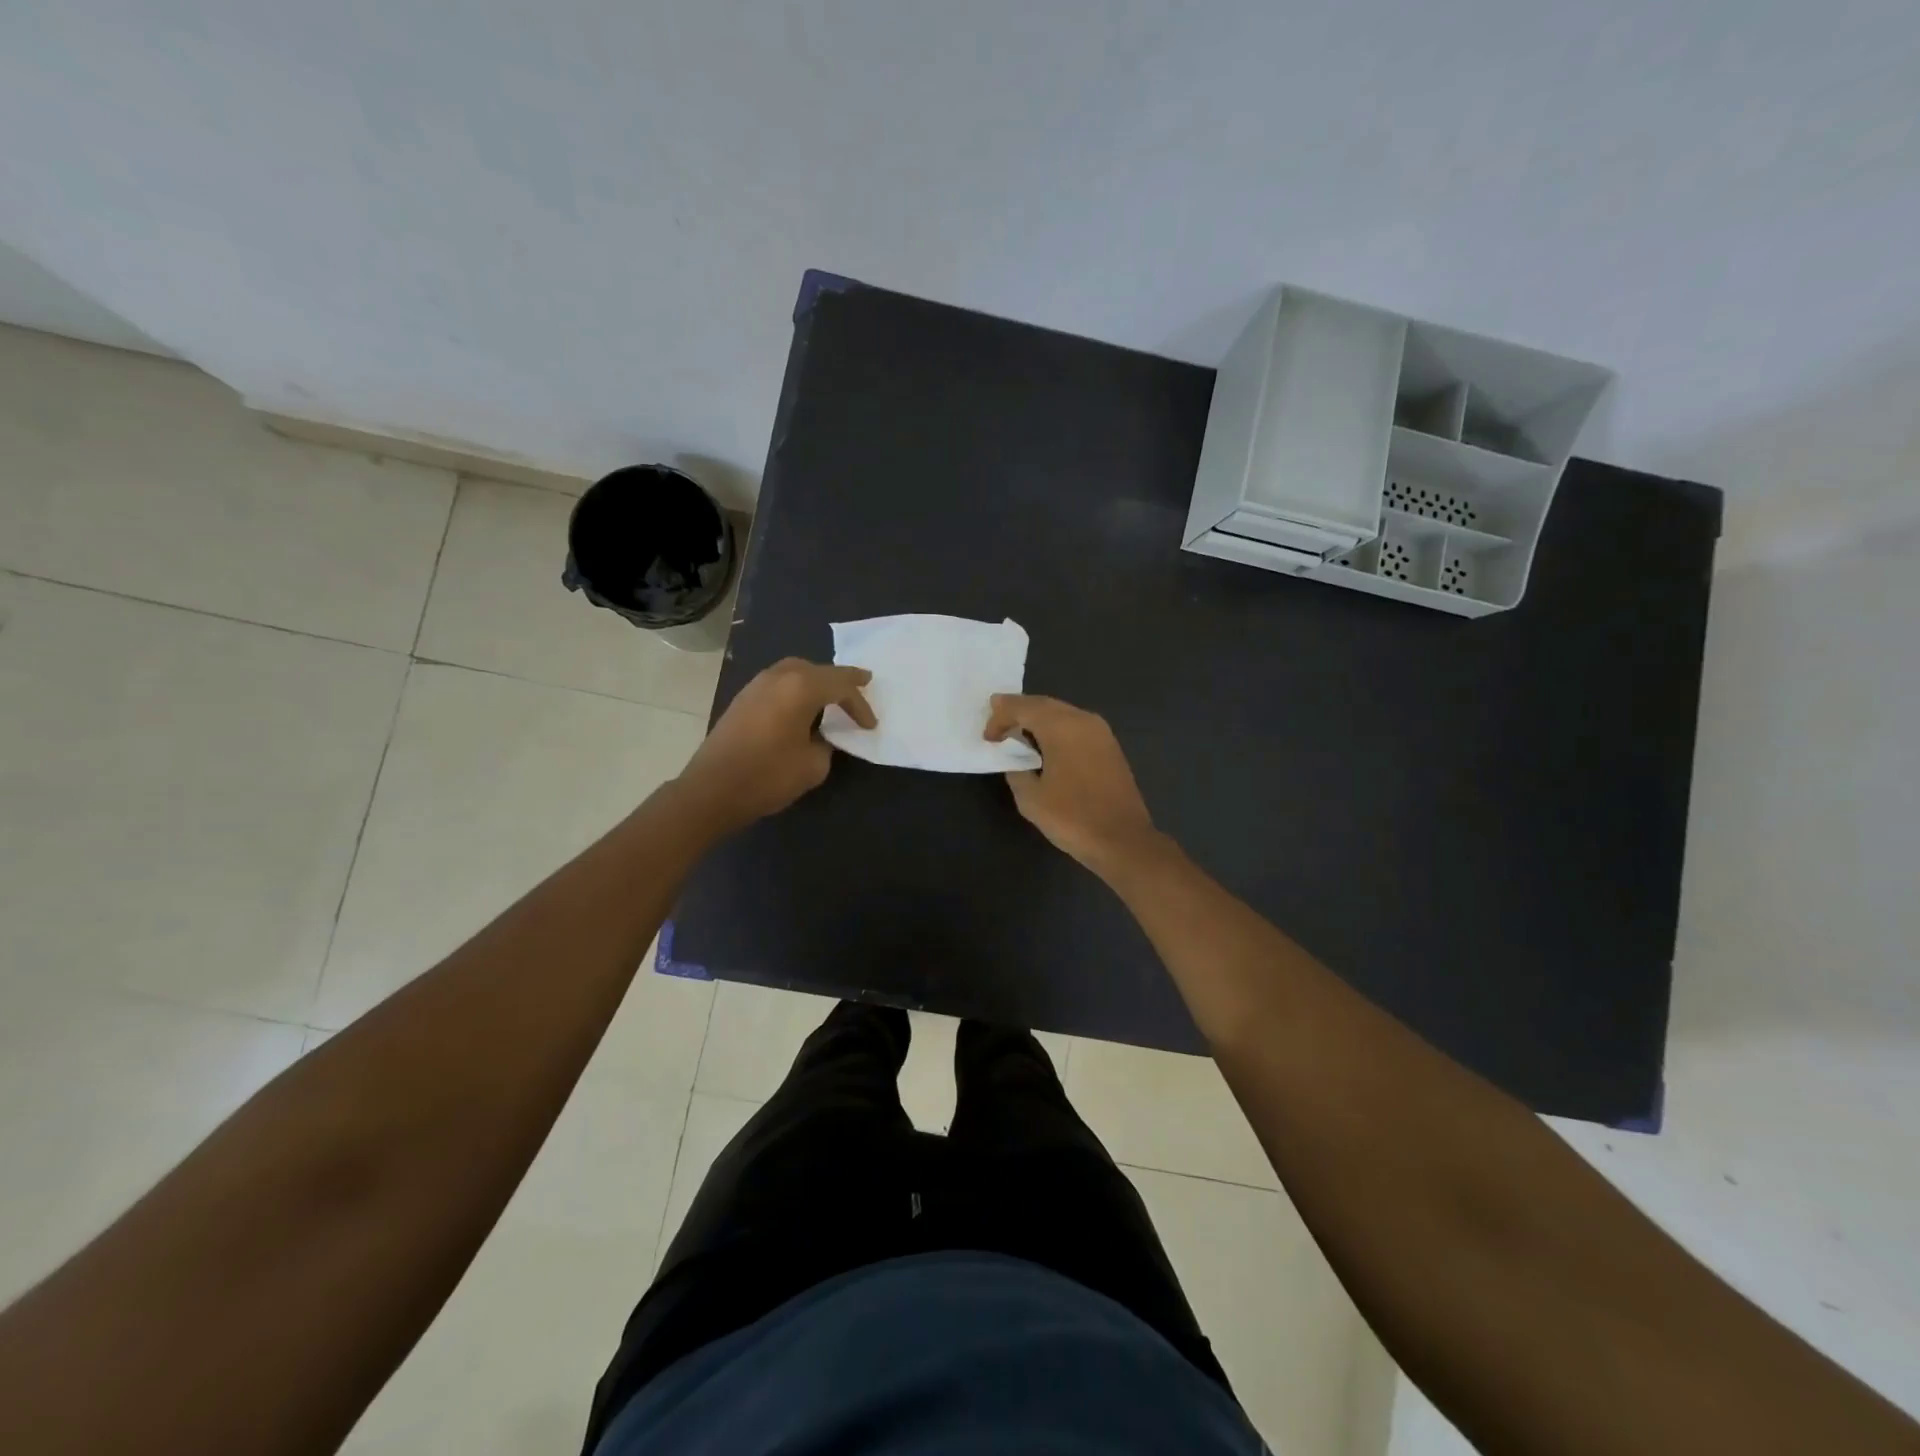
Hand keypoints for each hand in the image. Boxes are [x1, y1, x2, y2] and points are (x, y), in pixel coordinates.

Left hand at [679, 659, 875, 830]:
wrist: (711, 790)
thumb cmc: (768, 776)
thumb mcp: (813, 765)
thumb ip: (826, 743)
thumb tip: (821, 736)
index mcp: (800, 687)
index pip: (841, 686)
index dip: (860, 705)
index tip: (870, 725)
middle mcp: (778, 677)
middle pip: (817, 669)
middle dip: (840, 680)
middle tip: (861, 685)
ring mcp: (756, 685)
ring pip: (795, 672)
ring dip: (816, 682)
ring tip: (832, 696)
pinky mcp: (743, 699)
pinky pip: (779, 683)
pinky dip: (796, 689)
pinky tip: (801, 707)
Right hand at [983, 694, 1158, 872]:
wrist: (1123, 840)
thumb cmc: (1073, 818)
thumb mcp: (1030, 798)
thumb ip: (1017, 769)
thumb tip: (1018, 759)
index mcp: (1062, 727)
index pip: (1023, 707)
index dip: (1000, 717)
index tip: (987, 738)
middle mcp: (1083, 720)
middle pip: (1044, 704)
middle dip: (1018, 710)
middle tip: (996, 720)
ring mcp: (1101, 732)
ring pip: (1062, 713)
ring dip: (1038, 719)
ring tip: (1017, 733)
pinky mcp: (1110, 746)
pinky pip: (1075, 726)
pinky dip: (1055, 729)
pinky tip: (1045, 746)